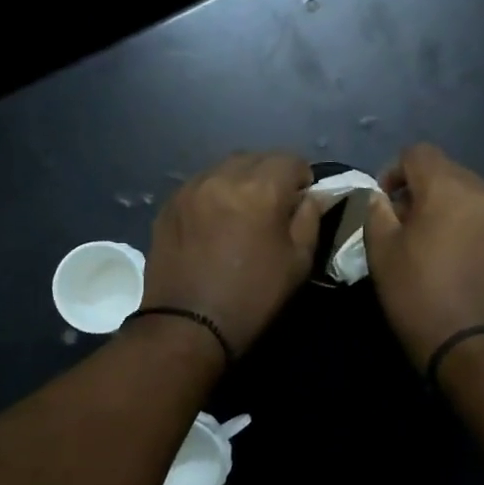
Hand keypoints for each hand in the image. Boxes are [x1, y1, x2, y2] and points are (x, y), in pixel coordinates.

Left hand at [142, 153, 323, 355]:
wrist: (186, 326)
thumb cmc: (252, 297)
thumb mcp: (297, 262)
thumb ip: (310, 219)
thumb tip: (314, 195)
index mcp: (260, 189)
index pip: (291, 160)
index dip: (302, 179)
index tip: (301, 202)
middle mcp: (223, 176)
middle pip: (256, 158)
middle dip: (270, 174)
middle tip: (273, 207)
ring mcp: (191, 188)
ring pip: (224, 167)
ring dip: (240, 181)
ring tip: (242, 212)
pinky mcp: (169, 204)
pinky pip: (200, 184)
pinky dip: (213, 193)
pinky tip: (214, 222)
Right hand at [363, 144, 483, 371]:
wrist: (479, 351)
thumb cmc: (420, 298)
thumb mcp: (382, 254)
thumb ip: (377, 212)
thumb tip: (381, 196)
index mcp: (449, 189)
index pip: (418, 153)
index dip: (394, 171)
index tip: (385, 203)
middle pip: (449, 172)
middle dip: (423, 190)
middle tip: (406, 225)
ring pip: (472, 198)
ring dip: (450, 210)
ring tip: (435, 246)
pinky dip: (472, 231)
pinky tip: (462, 264)